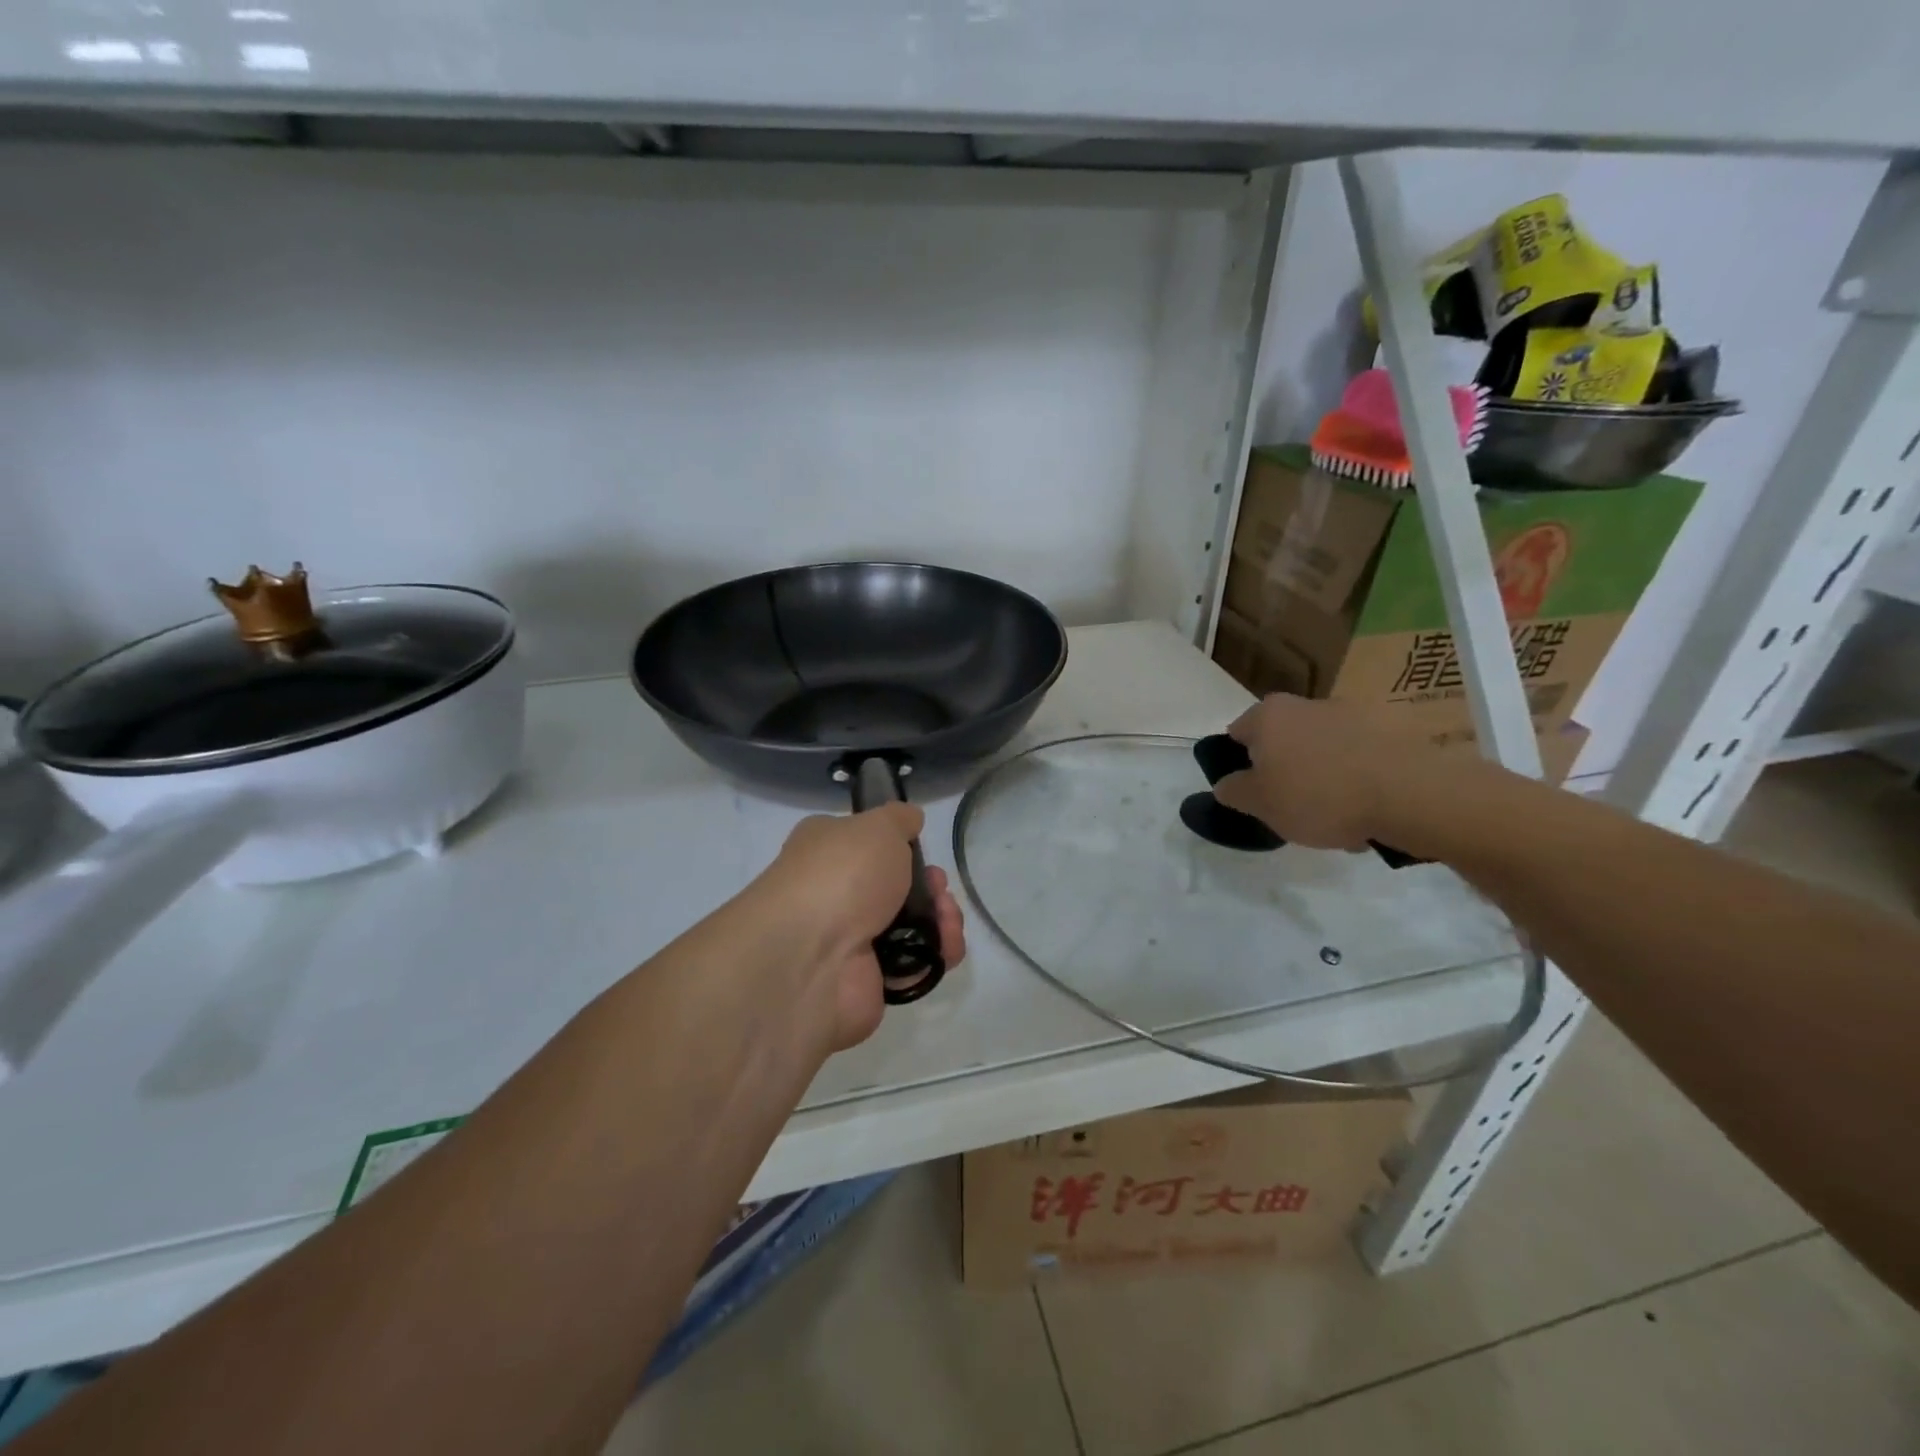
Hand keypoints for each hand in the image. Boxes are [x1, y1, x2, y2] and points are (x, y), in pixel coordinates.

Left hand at [751, 804, 966, 1051]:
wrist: (810, 957)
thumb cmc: (842, 874)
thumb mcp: (877, 826)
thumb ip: (899, 819)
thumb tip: (910, 819)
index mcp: (826, 851)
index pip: (866, 844)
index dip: (901, 846)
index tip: (922, 847)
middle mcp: (835, 894)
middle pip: (897, 887)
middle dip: (929, 885)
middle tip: (938, 888)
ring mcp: (852, 940)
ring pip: (912, 926)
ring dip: (941, 918)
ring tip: (947, 918)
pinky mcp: (871, 979)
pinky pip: (915, 964)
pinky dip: (936, 954)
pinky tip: (945, 946)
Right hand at [1213, 694, 1418, 849]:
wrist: (1409, 794)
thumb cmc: (1318, 796)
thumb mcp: (1259, 804)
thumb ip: (1233, 791)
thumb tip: (1228, 782)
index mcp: (1269, 715)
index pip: (1237, 734)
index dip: (1239, 766)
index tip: (1253, 794)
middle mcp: (1307, 703)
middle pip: (1283, 741)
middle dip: (1285, 772)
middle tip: (1292, 810)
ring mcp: (1352, 713)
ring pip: (1323, 752)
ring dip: (1323, 778)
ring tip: (1337, 820)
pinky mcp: (1391, 730)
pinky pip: (1359, 758)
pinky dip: (1357, 780)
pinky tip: (1367, 812)